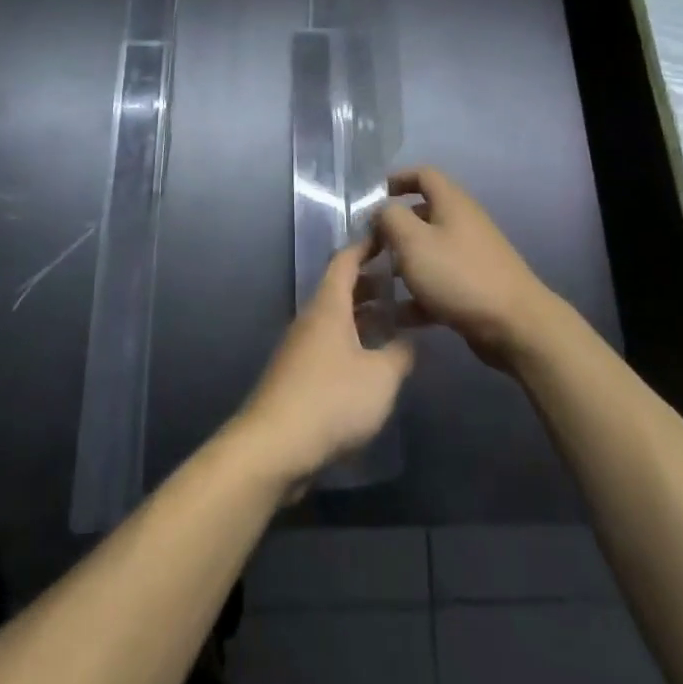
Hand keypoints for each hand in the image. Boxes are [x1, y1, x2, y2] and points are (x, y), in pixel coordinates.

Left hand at [235, 236, 414, 488]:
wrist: (274, 446)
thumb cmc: (332, 400)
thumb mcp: (381, 377)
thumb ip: (400, 354)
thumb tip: (408, 341)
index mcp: (328, 306)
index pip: (346, 260)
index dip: (367, 246)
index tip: (389, 237)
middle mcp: (311, 319)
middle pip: (340, 289)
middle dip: (370, 283)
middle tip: (402, 285)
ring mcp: (300, 348)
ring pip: (335, 319)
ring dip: (362, 316)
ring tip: (393, 323)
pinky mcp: (296, 376)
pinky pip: (328, 345)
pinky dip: (351, 342)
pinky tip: (370, 363)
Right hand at [378, 166, 560, 371]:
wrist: (515, 325)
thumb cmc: (459, 274)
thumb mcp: (414, 241)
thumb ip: (391, 218)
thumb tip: (382, 210)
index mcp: (451, 203)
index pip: (423, 175)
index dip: (397, 179)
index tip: (372, 197)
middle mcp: (463, 223)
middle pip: (422, 215)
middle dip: (393, 229)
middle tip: (367, 246)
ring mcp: (470, 257)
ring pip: (428, 252)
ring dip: (401, 264)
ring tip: (374, 282)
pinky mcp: (473, 288)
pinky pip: (437, 283)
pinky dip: (417, 294)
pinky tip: (396, 316)